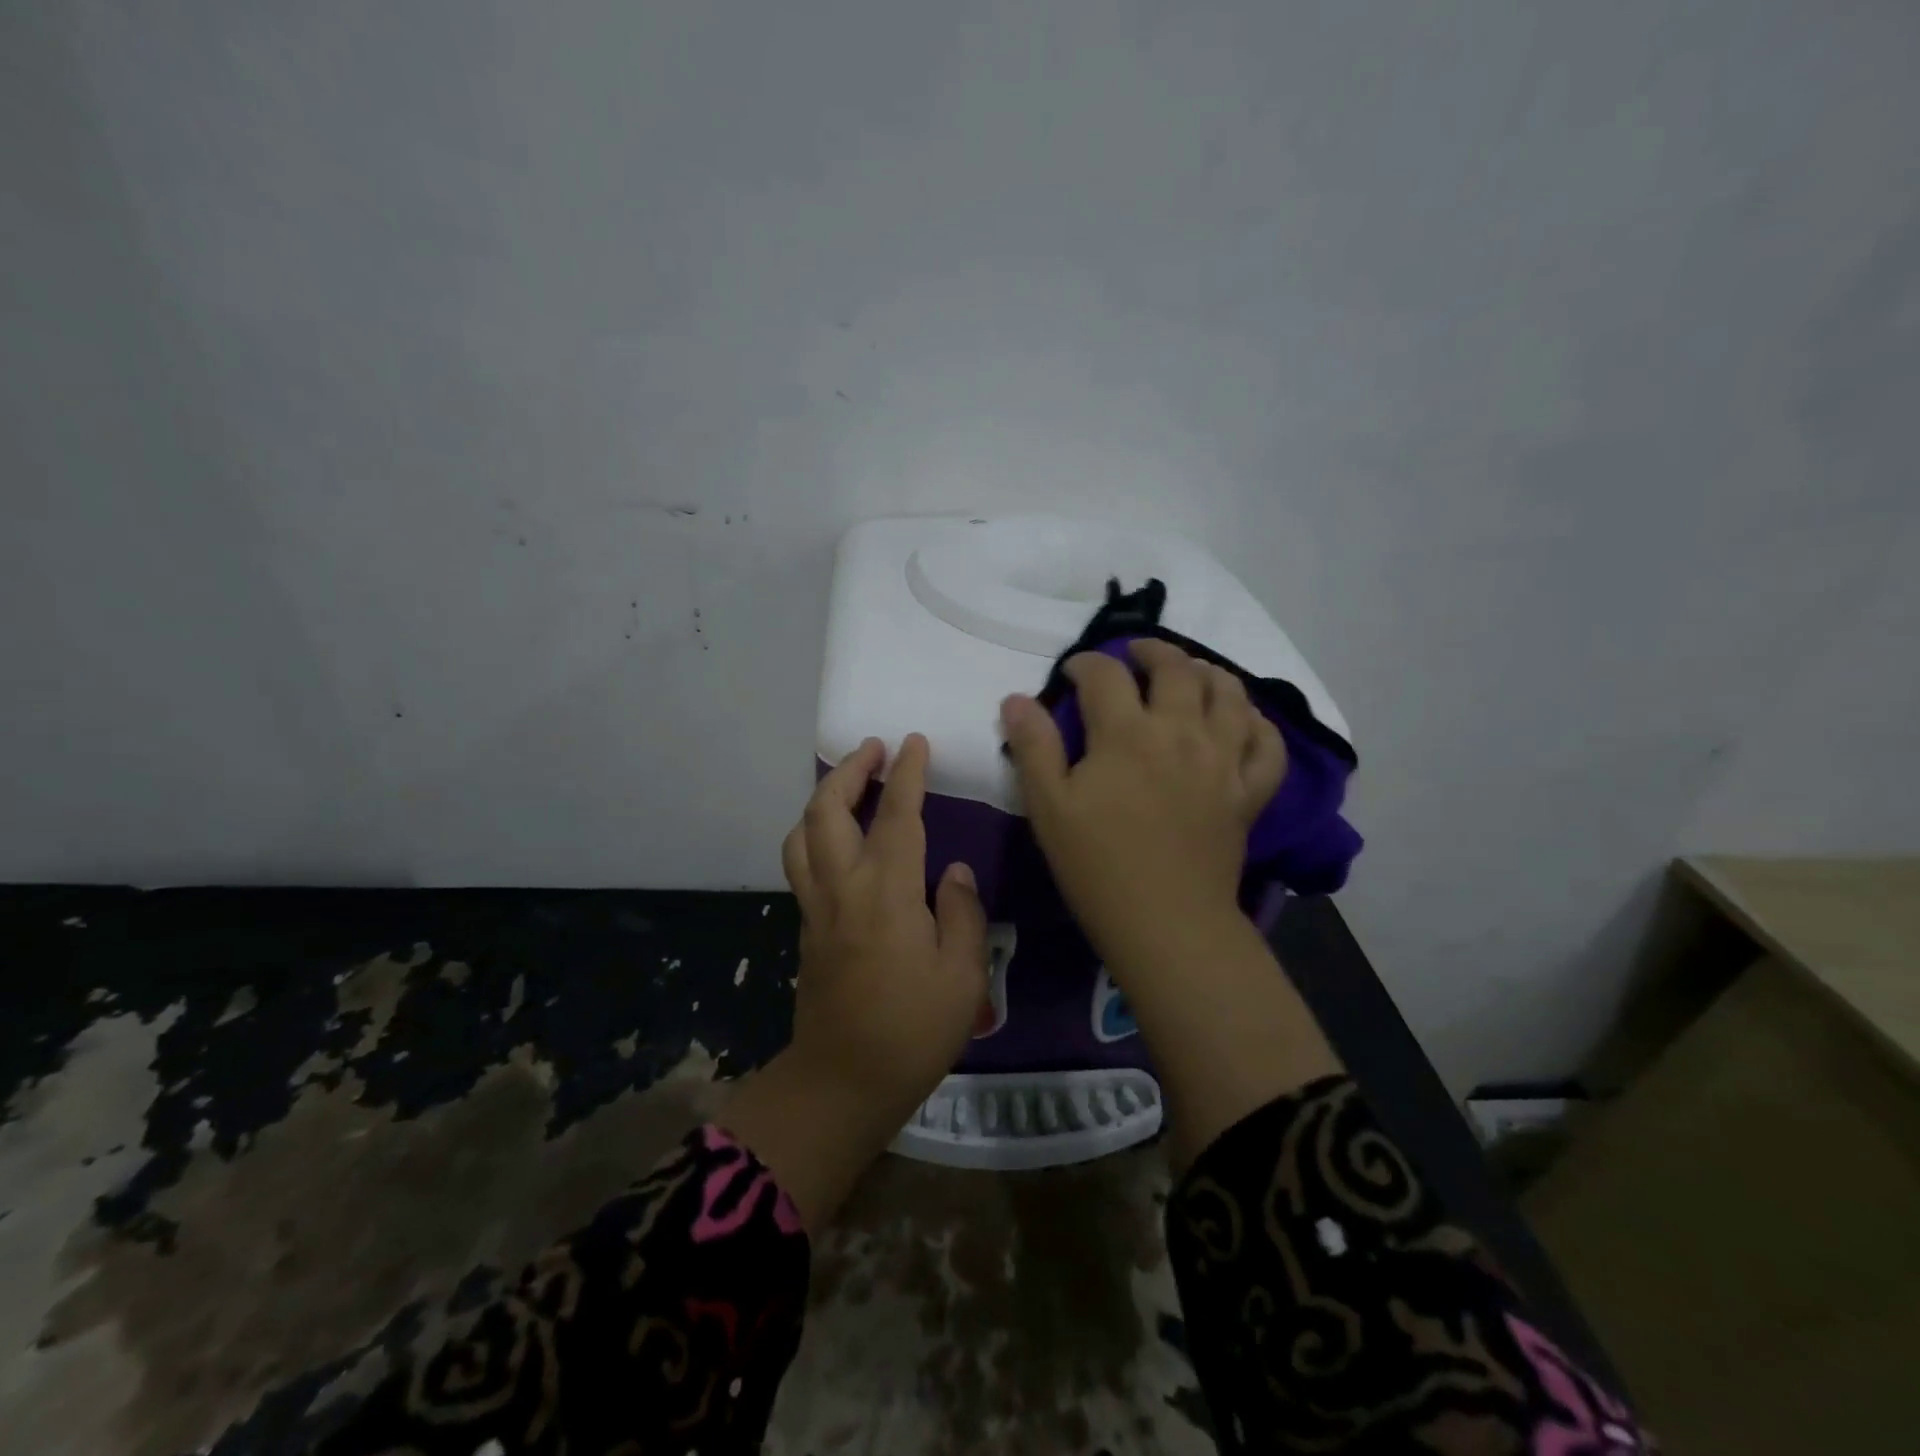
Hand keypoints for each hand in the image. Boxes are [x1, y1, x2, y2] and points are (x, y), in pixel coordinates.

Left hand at [720, 735, 986, 1228]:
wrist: (844, 1082)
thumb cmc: (912, 1030)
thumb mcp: (962, 976)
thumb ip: (961, 913)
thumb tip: (953, 872)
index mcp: (886, 893)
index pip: (896, 816)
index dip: (905, 774)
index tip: (913, 742)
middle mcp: (843, 887)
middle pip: (827, 811)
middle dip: (848, 770)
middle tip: (873, 750)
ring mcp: (816, 906)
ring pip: (802, 834)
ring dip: (822, 799)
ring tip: (849, 785)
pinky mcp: (806, 927)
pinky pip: (801, 862)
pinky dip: (814, 832)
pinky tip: (837, 838)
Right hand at [999, 640, 1286, 973]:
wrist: (1165, 921)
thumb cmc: (1097, 865)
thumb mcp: (1048, 806)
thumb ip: (1033, 746)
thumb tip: (1016, 698)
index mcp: (1126, 734)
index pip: (1105, 674)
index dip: (1085, 663)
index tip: (1073, 672)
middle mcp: (1181, 732)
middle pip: (1176, 668)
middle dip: (1152, 650)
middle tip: (1135, 654)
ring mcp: (1223, 760)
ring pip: (1229, 693)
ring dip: (1207, 671)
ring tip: (1189, 673)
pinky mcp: (1250, 791)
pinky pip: (1267, 743)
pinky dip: (1256, 722)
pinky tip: (1239, 720)